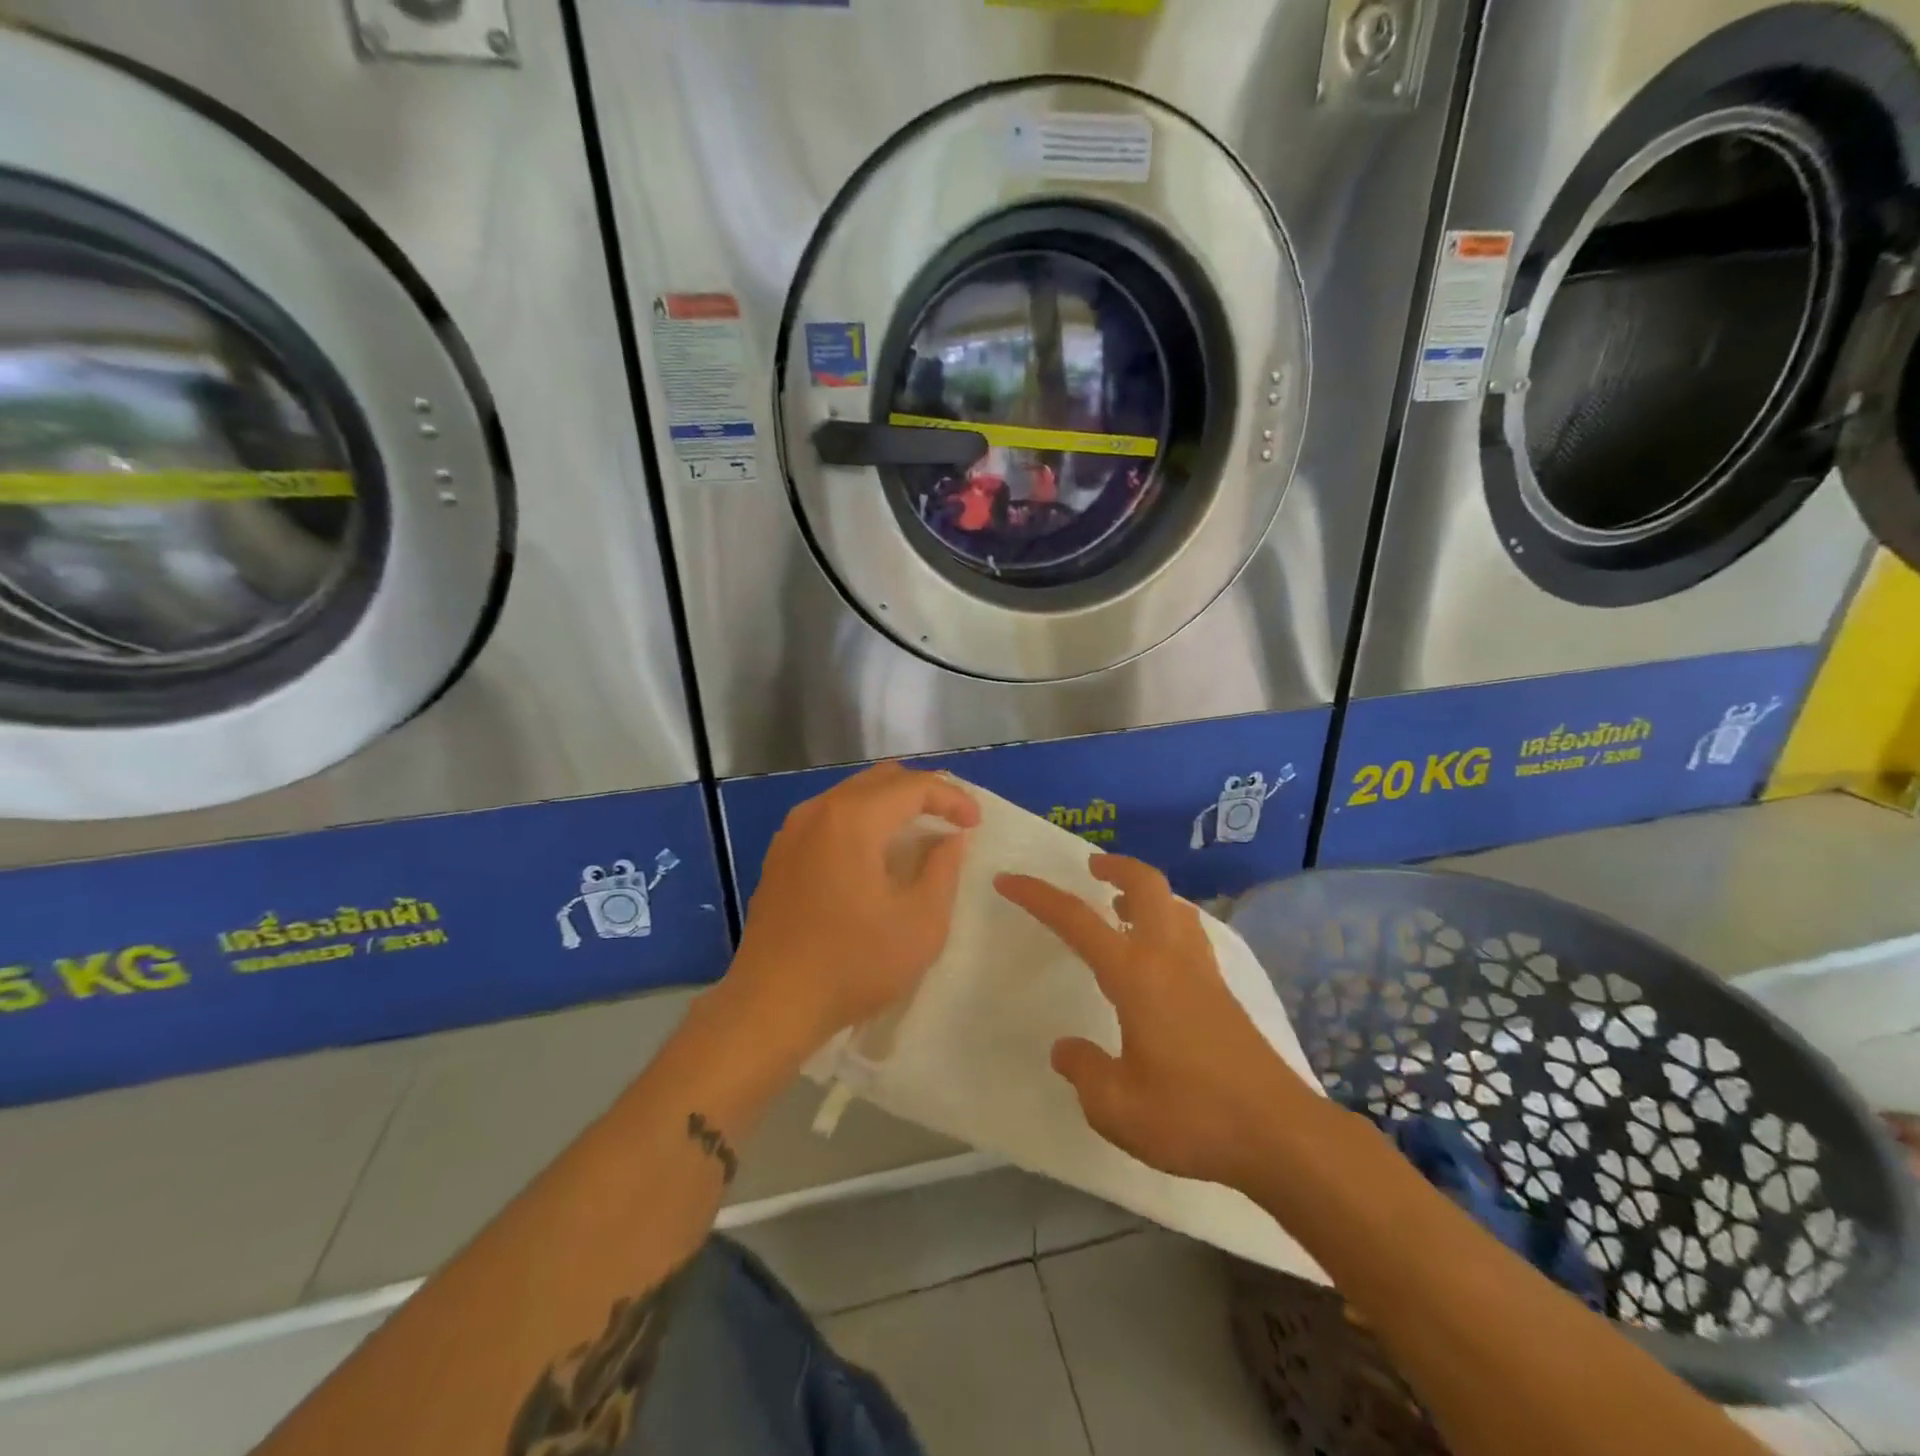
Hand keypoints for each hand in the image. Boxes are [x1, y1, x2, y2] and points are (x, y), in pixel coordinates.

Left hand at [730, 763, 979, 1048]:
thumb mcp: (920, 923)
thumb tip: (950, 838)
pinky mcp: (780, 854)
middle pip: (881, 779)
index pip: (913, 786)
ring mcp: (793, 831)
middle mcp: (819, 811)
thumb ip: (943, 869)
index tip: (975, 824)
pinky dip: (863, 821)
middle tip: (952, 821)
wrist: (770, 1005)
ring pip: (853, 795)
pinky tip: (876, 855)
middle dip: (923, 793)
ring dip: (891, 805)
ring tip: (920, 835)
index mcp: (853, 819)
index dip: (952, 798)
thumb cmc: (853, 964)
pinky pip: (831, 817)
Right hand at [996, 855, 1318, 1190]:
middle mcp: (1170, 957)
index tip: (1009, 880)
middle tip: (1091, 868)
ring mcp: (1202, 971)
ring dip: (1144, 891)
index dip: (1038, 896)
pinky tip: (1158, 953)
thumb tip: (1067, 1049)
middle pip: (1147, 884)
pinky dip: (1166, 920)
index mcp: (1136, 974)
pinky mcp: (1223, 990)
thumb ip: (1084, 1071)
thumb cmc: (1192, 1116)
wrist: (1280, 1134)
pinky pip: (1189, 932)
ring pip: (1174, 904)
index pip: (1077, 920)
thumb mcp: (1116, 1107)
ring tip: (1120, 906)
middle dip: (1115, 865)